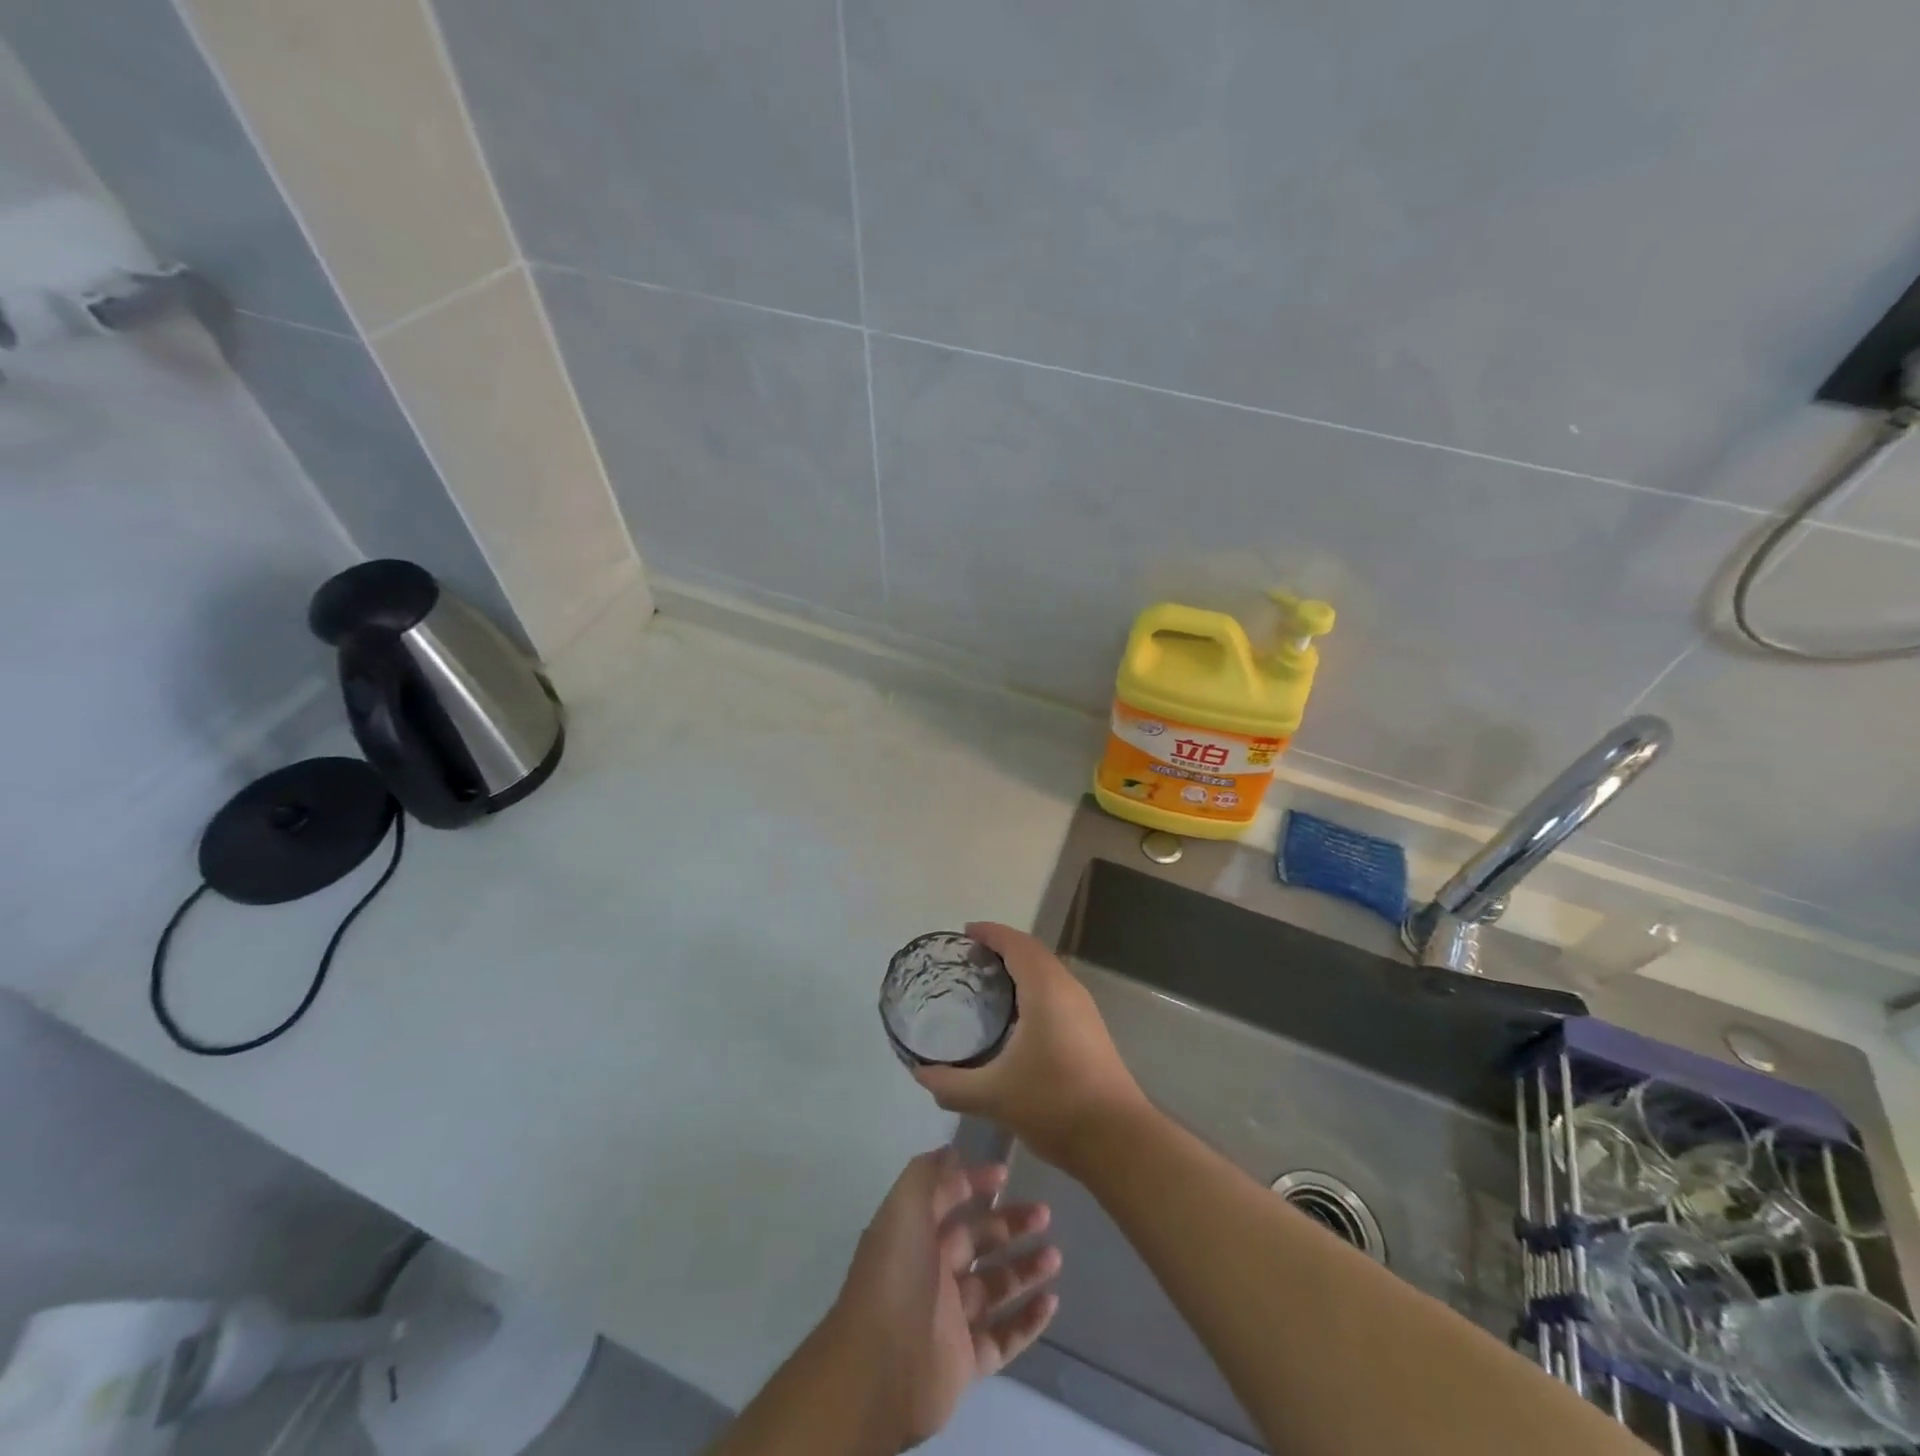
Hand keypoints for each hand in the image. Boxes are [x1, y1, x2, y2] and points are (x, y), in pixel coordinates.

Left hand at [830, 1148, 1058, 1448]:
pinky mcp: (966, 1361)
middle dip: (1010, 1225)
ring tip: (1055, 1256)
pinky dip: (1028, 1320)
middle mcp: (932, 1272)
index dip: (974, 1183)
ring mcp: (950, 1318)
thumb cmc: (895, 1279)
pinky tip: (1051, 1302)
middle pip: (978, 1241)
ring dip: (1025, 1269)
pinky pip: (1004, 1336)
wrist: (879, 1371)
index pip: (949, 1200)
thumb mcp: (904, 1209)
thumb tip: (951, 1151)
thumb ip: (927, 1175)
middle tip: (1044, 1214)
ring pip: (995, 1287)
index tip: (1006, 1173)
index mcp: (915, 1235)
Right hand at [914, 922, 1147, 1168]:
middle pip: (1032, 952)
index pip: (1016, 943)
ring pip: (1047, 971)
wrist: (1117, 1140)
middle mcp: (1067, 989)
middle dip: (1002, 947)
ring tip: (987, 982)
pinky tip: (1016, 1016)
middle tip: (969, 959)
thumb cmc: (1054, 1105)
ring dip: (1020, 967)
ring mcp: (1084, 1009)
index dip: (990, 933)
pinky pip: (1056, 990)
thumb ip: (952, 1084)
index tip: (964, 934)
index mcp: (1045, 990)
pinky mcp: (1090, 1029)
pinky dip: (1032, 986)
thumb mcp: (993, 1096)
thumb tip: (920, 1073)